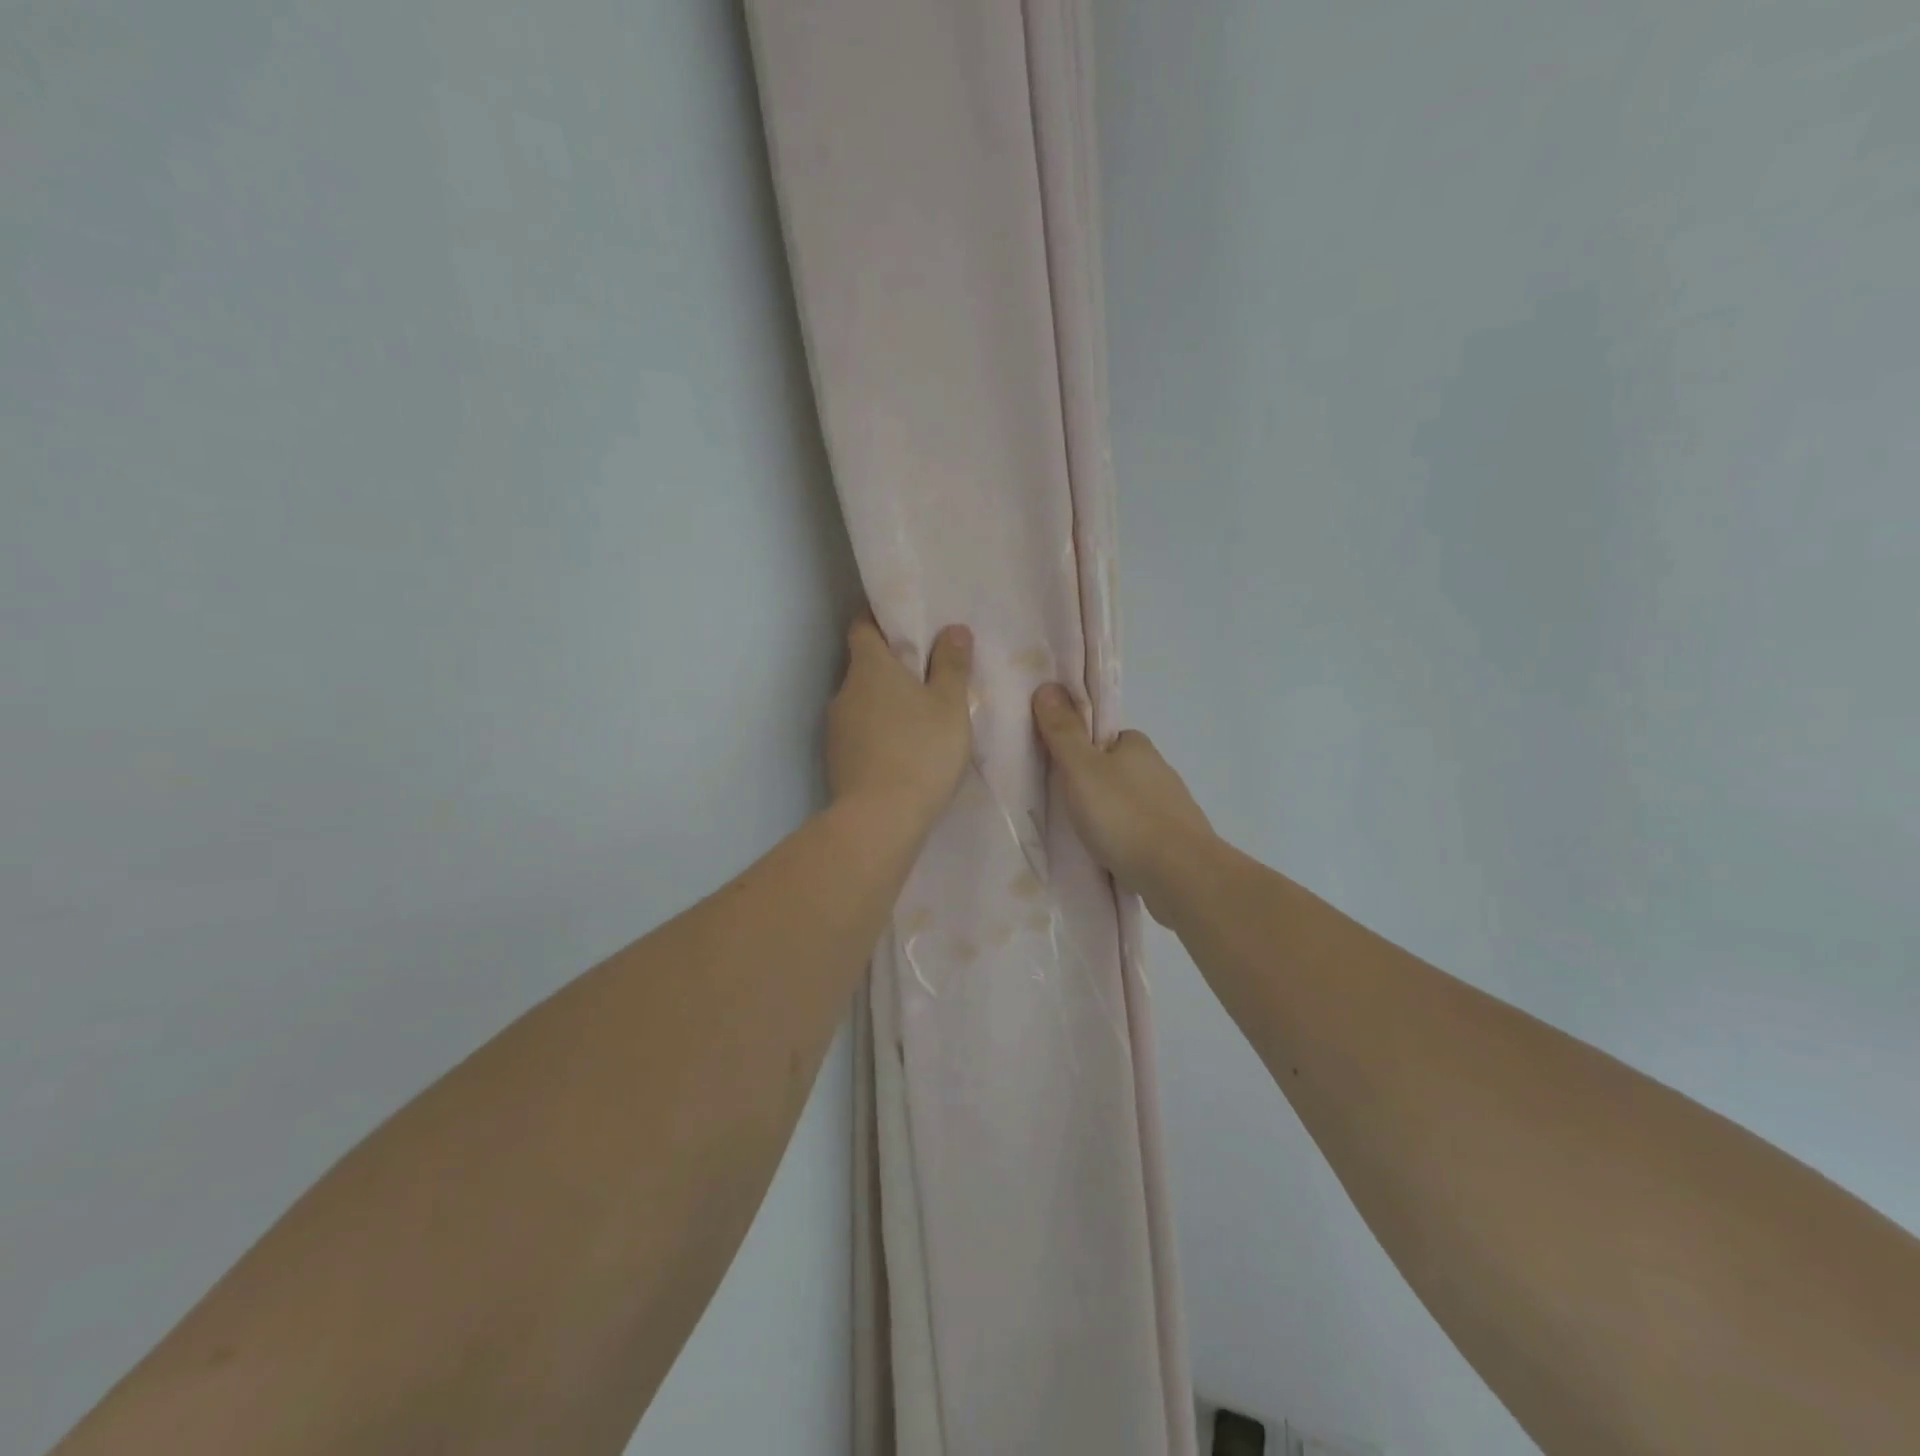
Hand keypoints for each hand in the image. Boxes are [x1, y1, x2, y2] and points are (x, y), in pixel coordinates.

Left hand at [828, 614, 974, 830]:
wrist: (879, 819)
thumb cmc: (921, 751)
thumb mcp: (950, 706)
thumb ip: (952, 665)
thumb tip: (953, 629)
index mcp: (869, 667)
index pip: (862, 625)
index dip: (881, 619)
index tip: (906, 624)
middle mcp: (845, 690)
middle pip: (865, 665)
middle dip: (891, 665)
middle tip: (928, 673)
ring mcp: (836, 727)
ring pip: (863, 701)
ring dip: (886, 702)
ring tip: (921, 716)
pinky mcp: (837, 758)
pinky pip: (861, 732)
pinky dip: (880, 731)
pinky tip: (904, 749)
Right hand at [1031, 683, 1212, 907]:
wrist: (1179, 874)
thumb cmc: (1124, 816)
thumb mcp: (1081, 769)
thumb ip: (1063, 732)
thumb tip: (1046, 686)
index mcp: (1137, 745)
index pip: (1104, 737)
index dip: (1080, 749)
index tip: (1060, 771)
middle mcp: (1159, 769)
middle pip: (1116, 769)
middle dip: (1094, 784)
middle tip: (1066, 806)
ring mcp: (1172, 806)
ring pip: (1130, 801)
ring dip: (1111, 813)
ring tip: (1086, 835)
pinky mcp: (1177, 839)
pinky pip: (1141, 831)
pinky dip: (1126, 838)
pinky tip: (1112, 854)